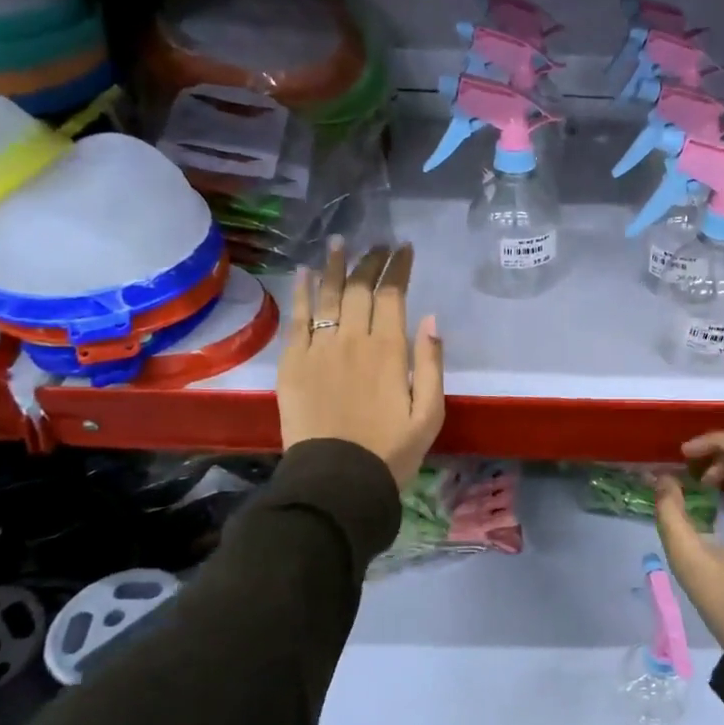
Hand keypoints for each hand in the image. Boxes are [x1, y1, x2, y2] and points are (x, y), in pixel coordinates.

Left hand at [278, 240, 444, 489]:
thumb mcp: (429, 414)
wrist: (336, 481)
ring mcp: (318, 350)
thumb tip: (430, 318)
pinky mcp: (292, 364)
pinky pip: (297, 319)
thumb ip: (431, 364)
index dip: (398, 267)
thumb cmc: (391, 451)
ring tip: (339, 243)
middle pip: (359, 288)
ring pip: (326, 295)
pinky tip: (305, 274)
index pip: (392, 294)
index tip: (404, 249)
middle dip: (369, 261)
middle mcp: (352, 340)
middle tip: (376, 244)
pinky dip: (302, 293)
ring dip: (334, 266)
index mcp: (389, 350)